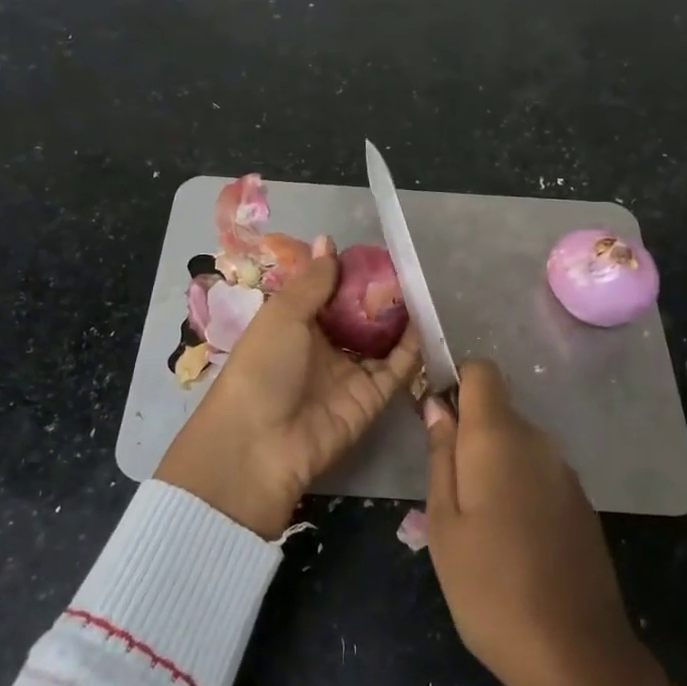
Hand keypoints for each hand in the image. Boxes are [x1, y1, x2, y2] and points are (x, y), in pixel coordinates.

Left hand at [156, 237, 420, 538]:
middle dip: (378, 293)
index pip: (326, 292)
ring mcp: (348, 374)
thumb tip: (328, 240)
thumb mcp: (283, 315)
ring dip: (398, 317)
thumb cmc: (263, 367)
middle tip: (406, 266)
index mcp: (293, 325)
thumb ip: (313, 280)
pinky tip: (426, 320)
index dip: (347, 272)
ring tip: (422, 286)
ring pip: (380, 340)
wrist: (259, 446)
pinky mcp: (370, 399)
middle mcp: (322, 348)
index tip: (374, 250)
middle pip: (356, 316)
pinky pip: (397, 369)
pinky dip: (412, 347)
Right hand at [422, 360, 665, 685]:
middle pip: (498, 410)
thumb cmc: (490, 588)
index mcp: (499, 438)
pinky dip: (517, 487)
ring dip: (492, 464)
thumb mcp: (444, 524)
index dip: (455, 381)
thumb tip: (436, 406)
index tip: (435, 418)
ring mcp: (565, 473)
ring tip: (474, 523)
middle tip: (444, 489)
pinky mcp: (581, 503)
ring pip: (518, 444)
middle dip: (468, 433)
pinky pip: (539, 473)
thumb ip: (440, 456)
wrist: (577, 656)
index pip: (482, 371)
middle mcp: (538, 442)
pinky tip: (510, 540)